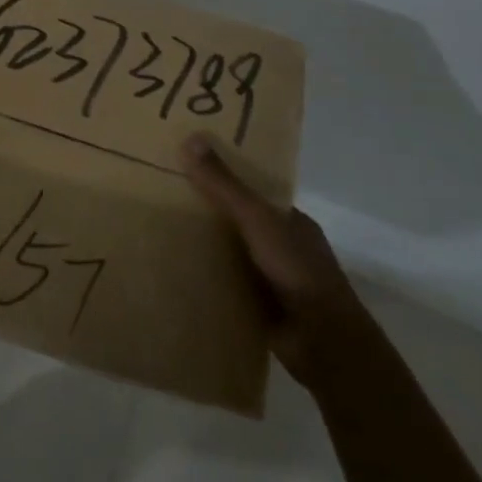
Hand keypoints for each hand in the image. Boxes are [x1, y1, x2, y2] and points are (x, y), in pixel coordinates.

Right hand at [183, 133, 366, 386]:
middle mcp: (281, 246)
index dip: (222, 177)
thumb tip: (191, 138)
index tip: (186, 166)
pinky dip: (205, 280)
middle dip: (206, 212)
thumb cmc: (296, 269)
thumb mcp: (257, 218)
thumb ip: (225, 185)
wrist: (324, 343)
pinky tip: (173, 271)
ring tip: (157, 230)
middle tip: (160, 196)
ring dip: (203, 248)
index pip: (251, 191)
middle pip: (237, 221)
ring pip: (229, 254)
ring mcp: (271, 279)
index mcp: (289, 220)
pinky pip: (225, 285)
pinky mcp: (258, 308)